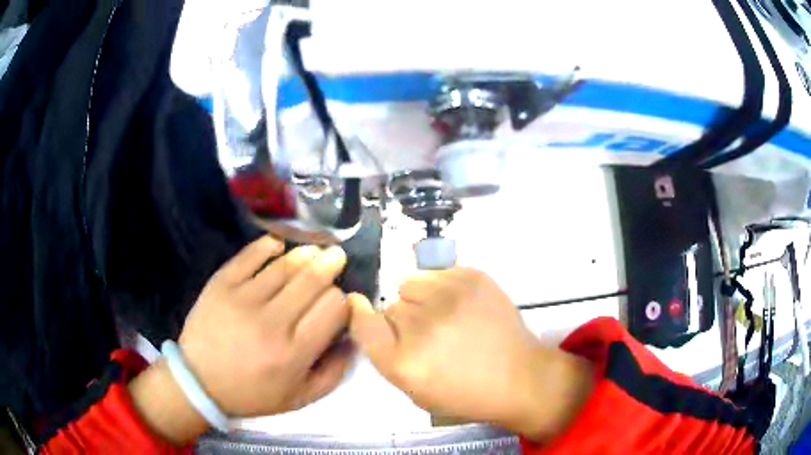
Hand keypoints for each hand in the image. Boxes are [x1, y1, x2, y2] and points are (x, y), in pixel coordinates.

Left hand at [178, 236, 352, 416]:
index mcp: (294, 353)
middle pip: (312, 281)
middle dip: (331, 266)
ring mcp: (243, 299)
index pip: (332, 309)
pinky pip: (250, 256)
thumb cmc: (252, 393)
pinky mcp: (221, 284)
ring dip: (306, 254)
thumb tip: (353, 339)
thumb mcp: (300, 398)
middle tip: (336, 257)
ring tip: (315, 251)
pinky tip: (279, 246)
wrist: (199, 381)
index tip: (339, 302)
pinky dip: (268, 246)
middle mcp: (271, 322)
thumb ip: (334, 372)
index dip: (342, 301)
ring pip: (285, 266)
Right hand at [348, 268, 592, 441]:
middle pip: (390, 306)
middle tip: (426, 335)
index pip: (362, 322)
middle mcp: (423, 326)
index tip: (361, 308)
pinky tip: (462, 306)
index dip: (359, 313)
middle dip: (401, 320)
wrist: (520, 377)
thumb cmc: (466, 394)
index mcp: (404, 362)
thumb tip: (368, 315)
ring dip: (419, 299)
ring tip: (444, 316)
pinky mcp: (473, 277)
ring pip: (409, 283)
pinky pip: (437, 273)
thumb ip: (386, 356)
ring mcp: (450, 297)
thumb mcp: (415, 392)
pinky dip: (442, 287)